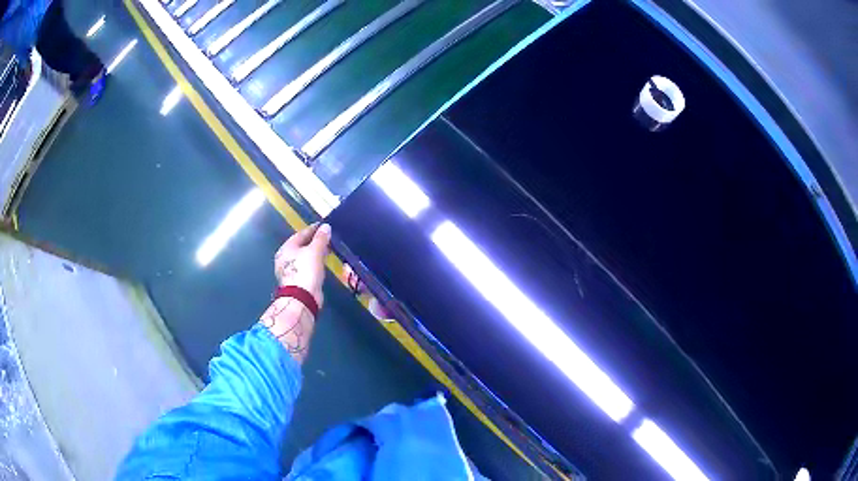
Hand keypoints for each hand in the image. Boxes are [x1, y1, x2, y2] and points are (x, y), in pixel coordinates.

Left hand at [274, 223, 329, 308]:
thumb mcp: (315, 251)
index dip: (313, 229)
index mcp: (287, 248)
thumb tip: (326, 227)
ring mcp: (290, 270)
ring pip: (304, 257)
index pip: (301, 234)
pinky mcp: (297, 280)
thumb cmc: (306, 270)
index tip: (324, 226)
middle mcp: (285, 258)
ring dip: (315, 252)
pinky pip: (306, 266)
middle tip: (327, 238)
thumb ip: (321, 238)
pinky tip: (322, 263)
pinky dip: (314, 263)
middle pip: (301, 245)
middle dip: (314, 241)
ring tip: (327, 249)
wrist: (302, 298)